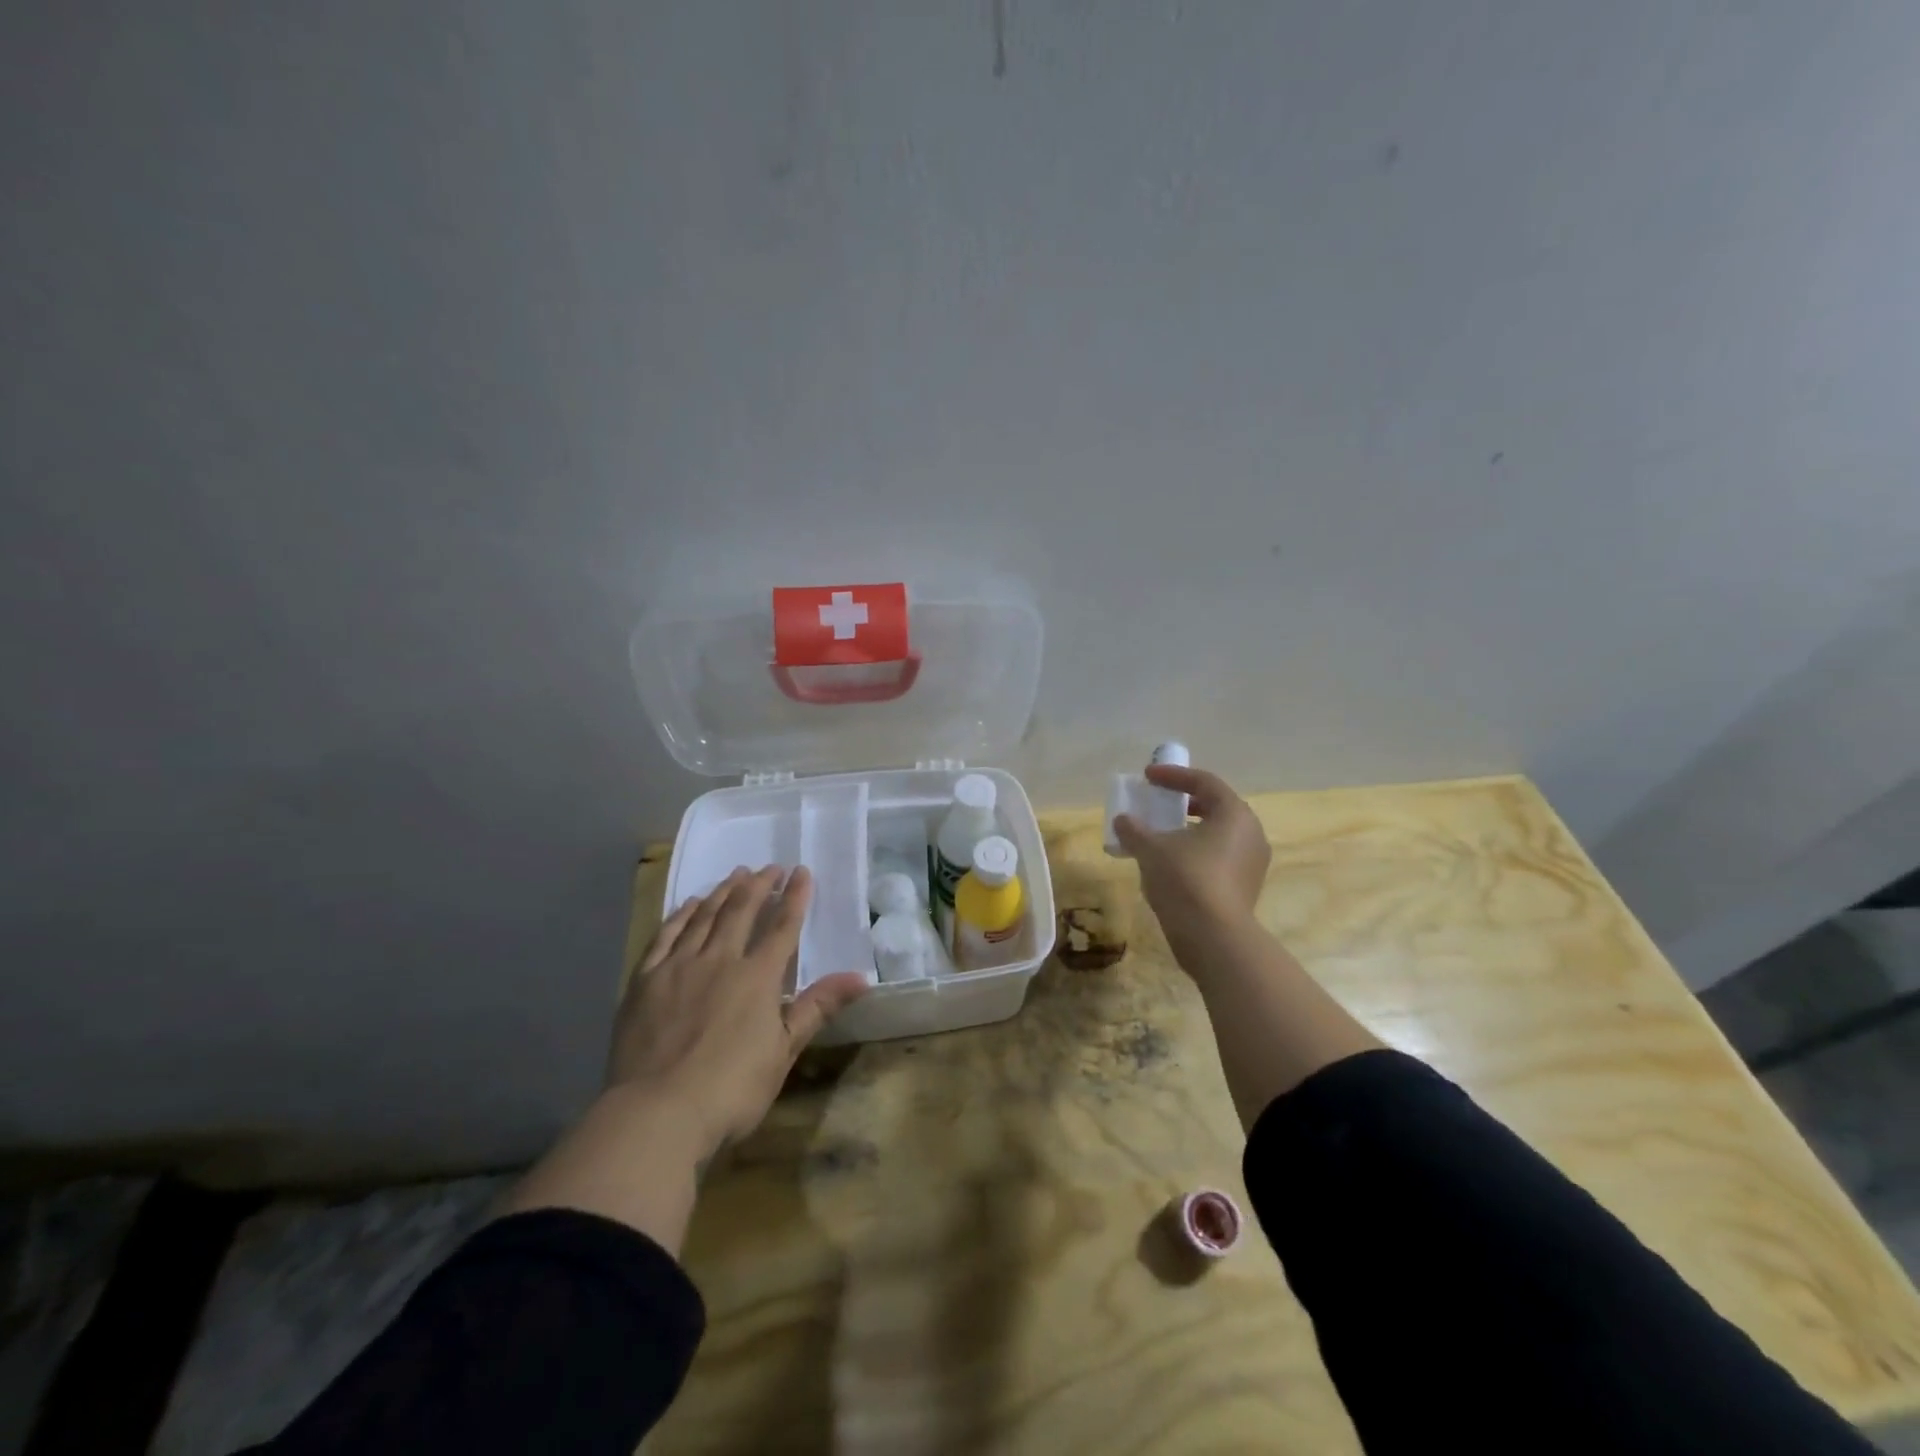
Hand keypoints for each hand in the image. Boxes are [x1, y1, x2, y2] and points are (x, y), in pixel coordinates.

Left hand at [610, 865, 869, 1159]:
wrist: (657, 1112)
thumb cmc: (731, 1088)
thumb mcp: (783, 1051)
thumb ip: (817, 1007)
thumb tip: (860, 977)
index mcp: (758, 976)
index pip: (783, 926)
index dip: (795, 897)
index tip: (802, 872)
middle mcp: (720, 959)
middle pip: (742, 911)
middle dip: (759, 885)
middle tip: (770, 867)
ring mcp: (679, 966)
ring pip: (705, 916)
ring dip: (723, 892)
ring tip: (735, 874)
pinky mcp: (645, 980)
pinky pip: (666, 936)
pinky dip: (681, 915)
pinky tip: (690, 904)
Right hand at [1113, 765, 1270, 956]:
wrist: (1214, 938)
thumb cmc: (1186, 880)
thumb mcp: (1151, 849)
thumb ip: (1135, 829)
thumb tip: (1122, 820)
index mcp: (1234, 814)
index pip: (1204, 782)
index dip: (1174, 775)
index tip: (1148, 776)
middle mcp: (1251, 833)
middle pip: (1216, 807)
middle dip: (1184, 803)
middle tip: (1159, 803)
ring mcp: (1252, 863)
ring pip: (1218, 835)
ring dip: (1189, 831)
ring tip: (1160, 836)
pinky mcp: (1245, 888)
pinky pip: (1219, 858)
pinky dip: (1195, 853)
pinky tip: (1171, 865)